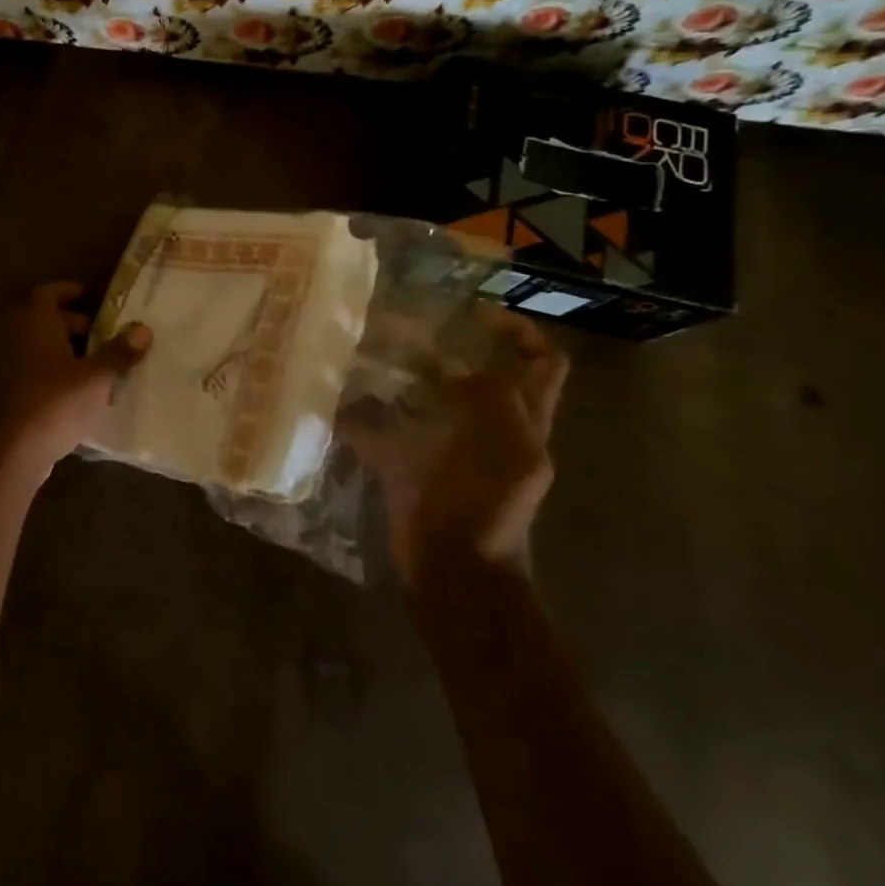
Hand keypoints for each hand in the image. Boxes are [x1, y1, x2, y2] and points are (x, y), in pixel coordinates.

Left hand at [0, 281, 151, 479]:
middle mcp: (16, 336)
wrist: (18, 449)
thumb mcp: (98, 376)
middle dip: (73, 322)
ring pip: (38, 343)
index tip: (93, 299)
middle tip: (102, 333)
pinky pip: (32, 366)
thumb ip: (120, 351)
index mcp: (35, 321)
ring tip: (95, 360)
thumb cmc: (58, 401)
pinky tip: (78, 386)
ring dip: (63, 346)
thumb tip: (143, 329)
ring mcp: (8, 363)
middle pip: (43, 317)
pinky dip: (52, 367)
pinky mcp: (8, 389)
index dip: (70, 291)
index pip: (48, 292)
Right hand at [338, 306, 566, 584]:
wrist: (455, 572)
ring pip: (427, 399)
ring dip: (402, 376)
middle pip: (478, 376)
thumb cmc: (489, 511)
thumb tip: (454, 372)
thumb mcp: (508, 450)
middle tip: (410, 328)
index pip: (543, 364)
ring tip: (373, 352)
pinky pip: (382, 432)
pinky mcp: (408, 467)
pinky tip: (340, 398)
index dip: (521, 332)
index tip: (478, 313)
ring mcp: (447, 449)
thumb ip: (494, 400)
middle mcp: (488, 430)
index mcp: (524, 423)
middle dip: (449, 349)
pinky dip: (362, 416)